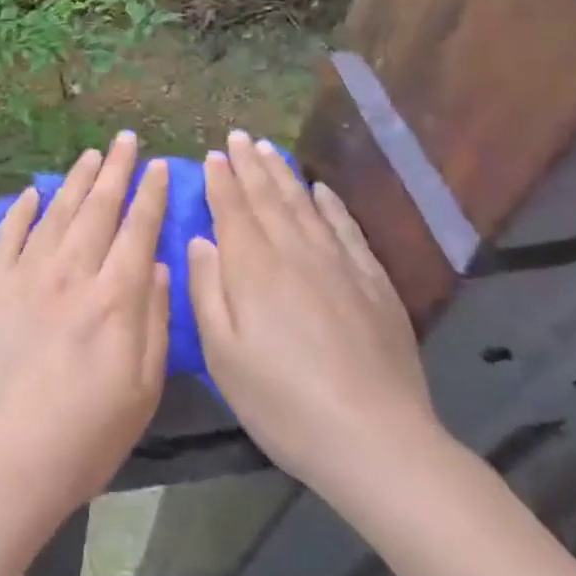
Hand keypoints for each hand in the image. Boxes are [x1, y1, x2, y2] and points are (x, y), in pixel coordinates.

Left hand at [0, 132, 170, 529]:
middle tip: (125, 140)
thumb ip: (153, 318)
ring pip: (57, 212)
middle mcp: (72, 271)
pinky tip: (34, 193)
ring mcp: (27, 273)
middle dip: (116, 170)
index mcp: (115, 296)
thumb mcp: (143, 387)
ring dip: (75, 180)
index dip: (151, 194)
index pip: (138, 229)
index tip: (159, 166)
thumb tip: (155, 263)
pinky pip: (9, 234)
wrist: (5, 454)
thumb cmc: (86, 433)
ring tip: (90, 155)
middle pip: (99, 207)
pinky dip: (23, 209)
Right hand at [188, 130, 439, 494]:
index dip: (221, 180)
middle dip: (250, 165)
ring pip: (305, 205)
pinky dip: (331, 205)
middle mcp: (295, 252)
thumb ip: (207, 290)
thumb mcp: (223, 354)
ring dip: (284, 175)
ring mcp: (339, 264)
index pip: (233, 209)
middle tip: (239, 137)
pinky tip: (322, 191)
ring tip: (270, 150)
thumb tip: (200, 240)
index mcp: (254, 268)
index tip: (213, 154)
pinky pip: (347, 229)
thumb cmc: (282, 401)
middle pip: (269, 197)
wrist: (375, 438)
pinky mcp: (373, 282)